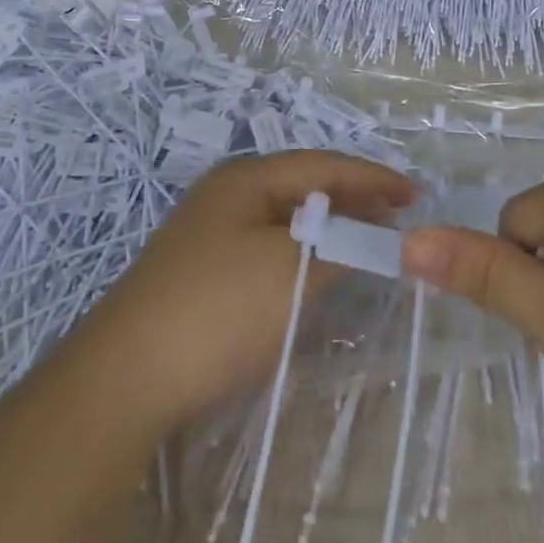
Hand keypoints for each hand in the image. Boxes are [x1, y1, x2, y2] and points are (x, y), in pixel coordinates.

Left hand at [74, 151, 414, 433]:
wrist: (126, 378)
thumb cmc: (219, 310)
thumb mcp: (293, 270)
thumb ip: (341, 244)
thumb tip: (373, 232)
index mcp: (245, 179)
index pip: (322, 165)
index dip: (373, 177)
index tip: (417, 195)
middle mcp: (225, 196)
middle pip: (302, 187)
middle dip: (352, 200)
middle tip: (398, 218)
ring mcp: (209, 235)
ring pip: (285, 221)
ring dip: (328, 230)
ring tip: (367, 244)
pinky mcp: (202, 274)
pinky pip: (267, 249)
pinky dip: (302, 256)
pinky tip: (316, 275)